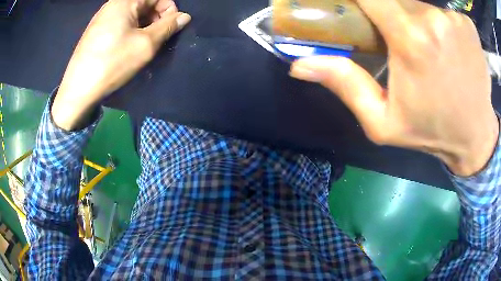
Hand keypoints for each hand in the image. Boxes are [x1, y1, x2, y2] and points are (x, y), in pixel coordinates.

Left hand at [52, 0, 190, 130]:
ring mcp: (102, 17)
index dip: (169, 11)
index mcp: (125, 1)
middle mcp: (113, 4)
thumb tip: (184, 17)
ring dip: (143, 26)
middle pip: (145, 3)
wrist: (78, 89)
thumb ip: (168, 27)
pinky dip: (130, 30)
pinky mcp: (96, 30)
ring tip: (142, 45)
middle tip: (157, 39)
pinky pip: (120, 22)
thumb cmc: (112, 63)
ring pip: (132, 14)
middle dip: (156, 18)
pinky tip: (127, 47)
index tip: (170, 29)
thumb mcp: (145, 44)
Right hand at [290, 0, 497, 176]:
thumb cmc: (432, 131)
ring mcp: (455, 20)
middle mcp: (433, 20)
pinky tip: (449, 48)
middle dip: (389, 13)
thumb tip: (300, 65)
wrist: (475, 137)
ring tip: (426, 47)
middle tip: (396, 38)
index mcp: (410, 40)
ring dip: (415, 18)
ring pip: (420, 4)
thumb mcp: (383, 122)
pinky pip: (444, 12)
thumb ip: (346, 86)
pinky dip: (440, 23)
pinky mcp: (468, 25)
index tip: (356, 7)